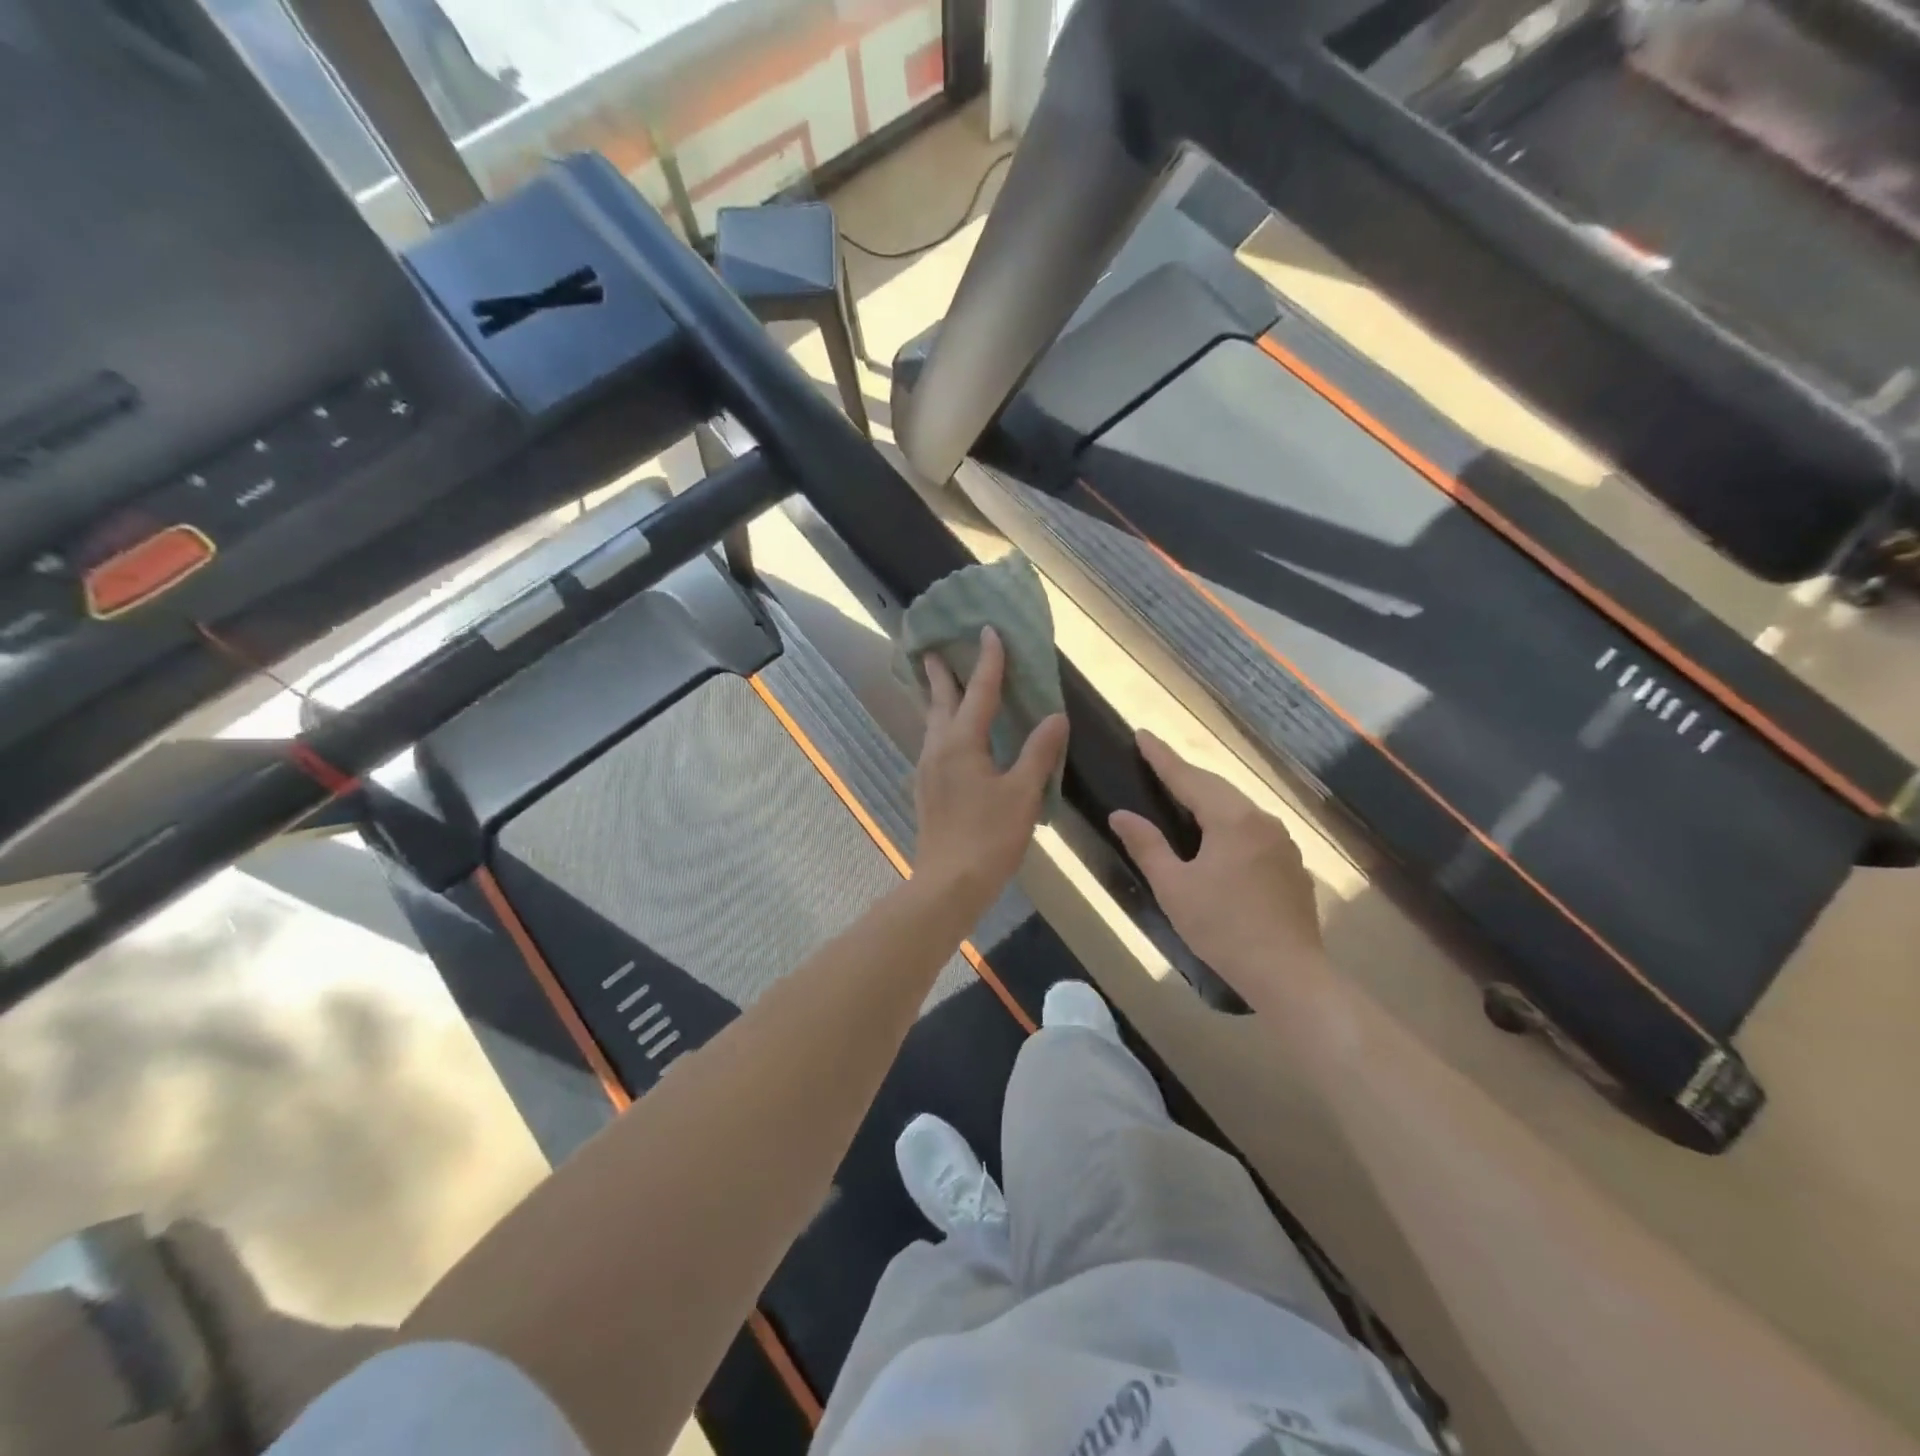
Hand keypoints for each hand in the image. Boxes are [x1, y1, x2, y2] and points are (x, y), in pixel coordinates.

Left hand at [913, 627, 1068, 911]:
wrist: (949, 884)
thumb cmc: (989, 837)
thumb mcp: (1023, 793)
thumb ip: (1039, 752)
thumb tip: (1056, 716)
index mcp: (962, 743)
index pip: (979, 691)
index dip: (988, 661)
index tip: (988, 630)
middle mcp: (938, 749)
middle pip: (940, 702)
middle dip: (940, 674)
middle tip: (934, 649)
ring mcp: (928, 770)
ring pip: (933, 724)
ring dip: (938, 700)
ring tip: (942, 686)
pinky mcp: (927, 790)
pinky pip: (934, 744)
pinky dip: (942, 726)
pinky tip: (950, 738)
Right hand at [1108, 731, 1323, 999]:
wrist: (1288, 972)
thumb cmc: (1222, 928)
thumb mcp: (1174, 887)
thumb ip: (1147, 846)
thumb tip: (1120, 815)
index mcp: (1231, 819)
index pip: (1188, 778)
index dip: (1162, 758)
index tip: (1142, 735)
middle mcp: (1261, 820)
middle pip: (1216, 787)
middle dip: (1185, 773)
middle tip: (1156, 760)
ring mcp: (1281, 841)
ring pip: (1237, 806)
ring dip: (1208, 796)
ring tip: (1181, 792)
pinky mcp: (1290, 863)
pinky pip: (1251, 827)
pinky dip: (1227, 820)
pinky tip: (1216, 833)